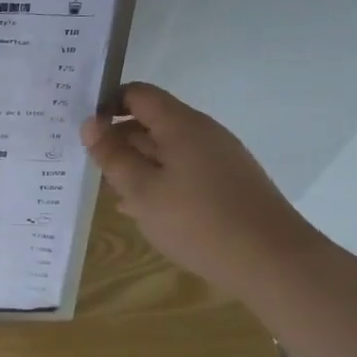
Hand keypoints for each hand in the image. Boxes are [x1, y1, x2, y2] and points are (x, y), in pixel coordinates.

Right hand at [80, 83, 325, 295]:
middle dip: (119, 140)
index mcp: (181, 124)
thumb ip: (112, 155)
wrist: (273, 262)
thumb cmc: (197, 221)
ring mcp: (219, 158)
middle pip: (152, 121)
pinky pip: (184, 170)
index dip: (107, 104)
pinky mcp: (228, 183)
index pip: (137, 94)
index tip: (84, 130)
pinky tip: (144, 210)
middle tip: (89, 166)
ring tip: (111, 191)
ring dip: (137, 165)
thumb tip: (90, 124)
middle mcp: (203, 133)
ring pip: (167, 149)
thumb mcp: (141, 190)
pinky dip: (160, 181)